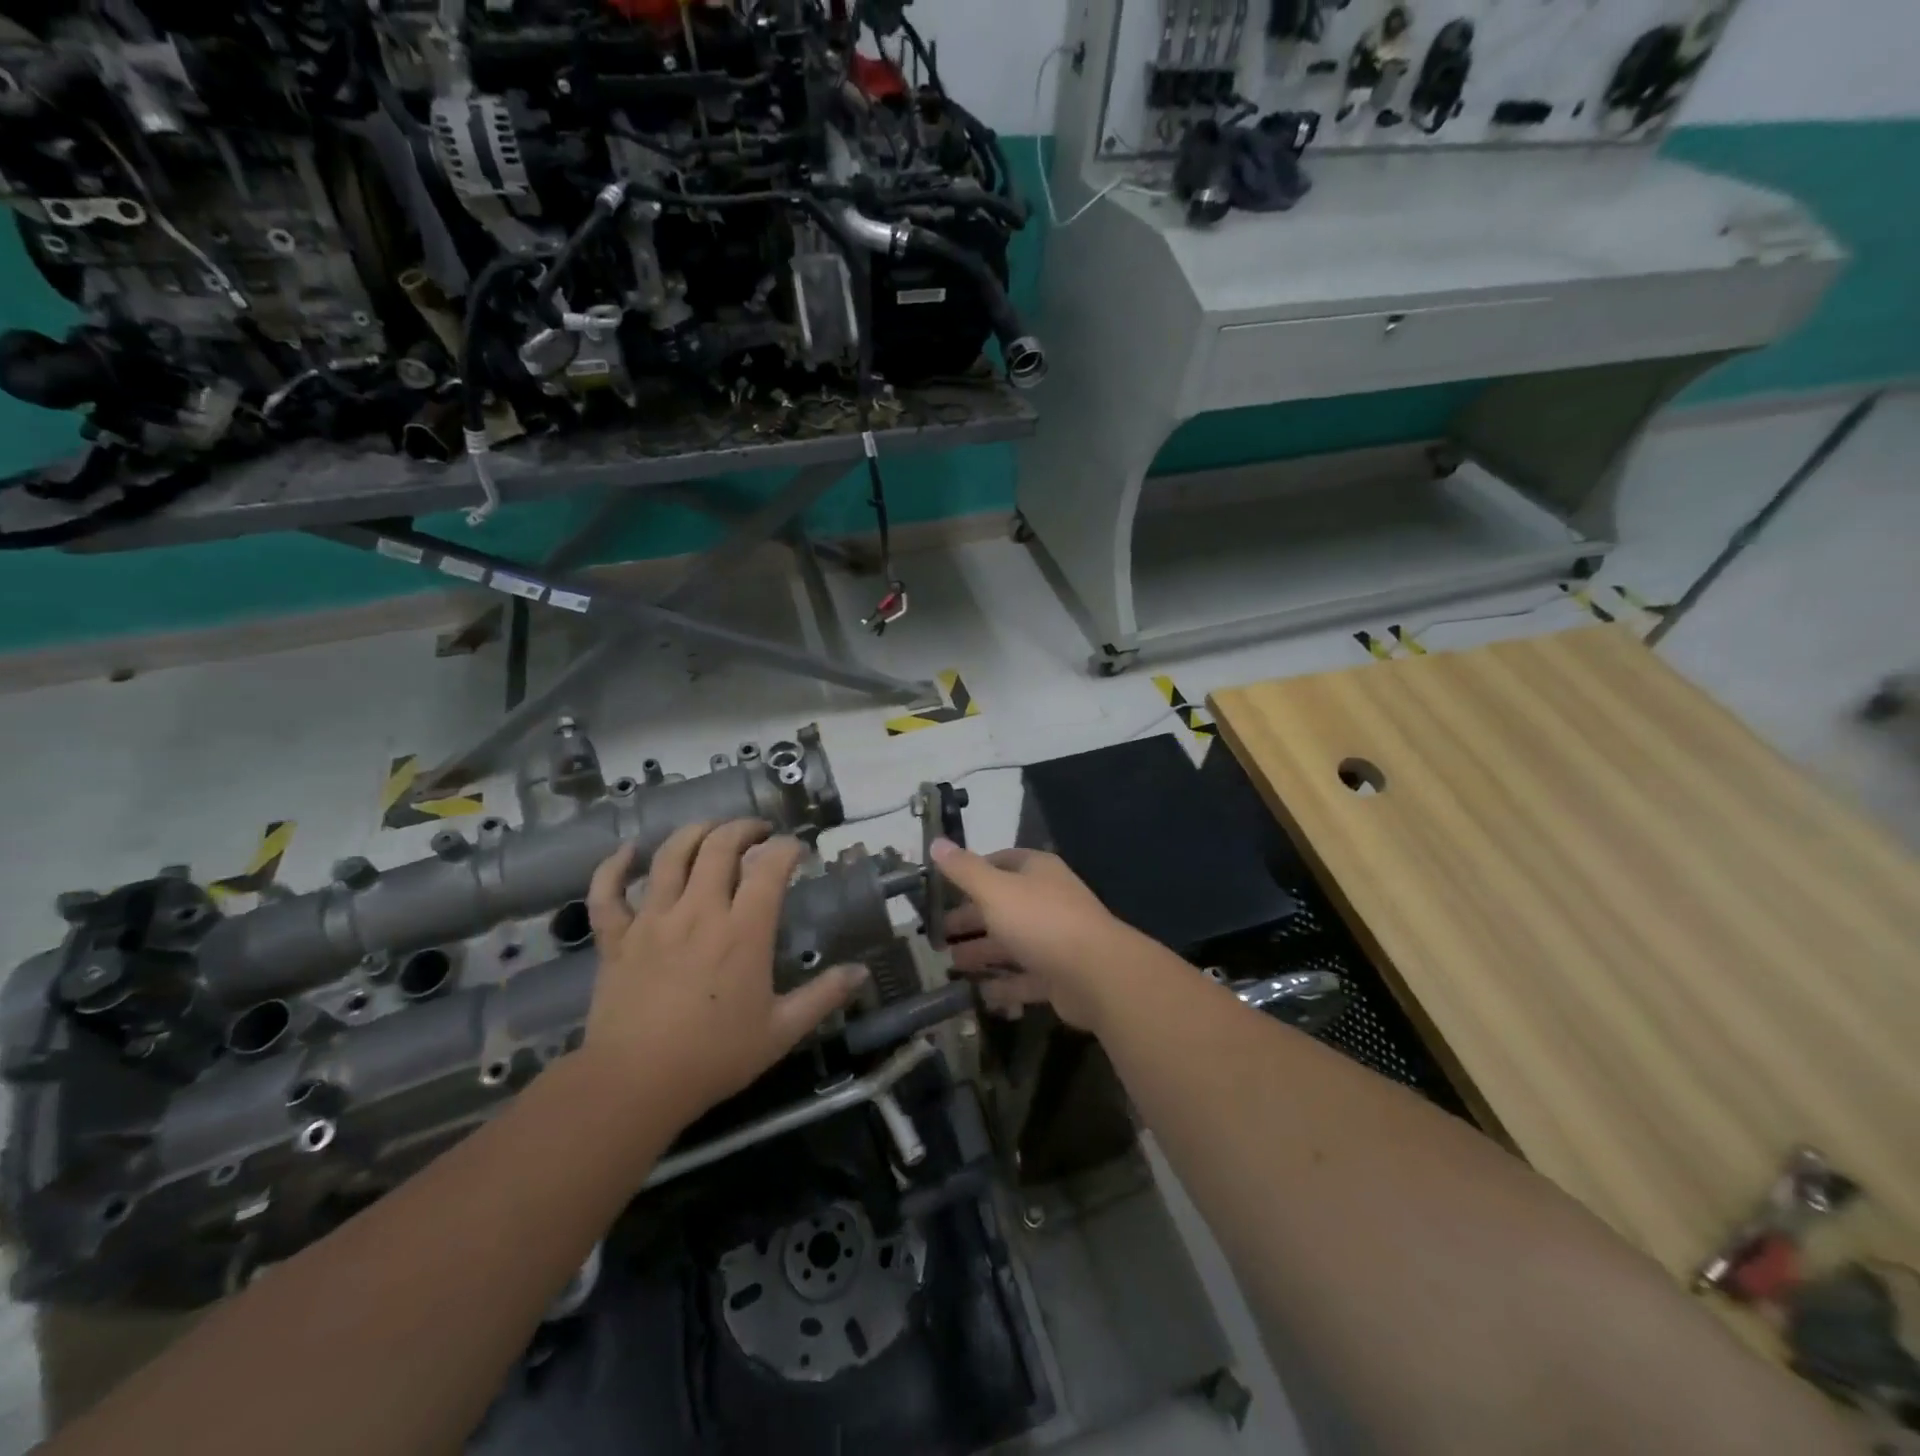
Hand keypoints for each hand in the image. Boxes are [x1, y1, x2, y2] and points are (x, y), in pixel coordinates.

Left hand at [582, 820, 867, 1125]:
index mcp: (743, 930)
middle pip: (719, 846)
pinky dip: (614, 866)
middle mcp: (699, 911)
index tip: (798, 851)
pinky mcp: (616, 938)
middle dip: (743, 829)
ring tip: (710, 830)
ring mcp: (652, 920)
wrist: (635, 1085)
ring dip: (693, 833)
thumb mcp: (782, 1030)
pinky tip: (628, 852)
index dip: (787, 848)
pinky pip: (608, 892)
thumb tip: (861, 971)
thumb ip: (824, 996)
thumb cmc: (716, 1057)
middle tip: (758, 832)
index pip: (770, 866)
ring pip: (670, 856)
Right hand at [933, 839, 1138, 1030]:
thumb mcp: (995, 890)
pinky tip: (980, 994)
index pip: (1000, 862)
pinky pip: (1026, 978)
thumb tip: (936, 842)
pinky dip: (1004, 985)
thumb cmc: (1041, 921)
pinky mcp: (1059, 975)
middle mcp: (1048, 900)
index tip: (943, 888)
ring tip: (951, 964)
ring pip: (1012, 943)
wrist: (1097, 974)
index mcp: (1037, 871)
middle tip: (938, 934)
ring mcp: (1056, 939)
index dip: (972, 872)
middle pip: (1003, 906)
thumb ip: (964, 870)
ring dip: (983, 952)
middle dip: (971, 919)